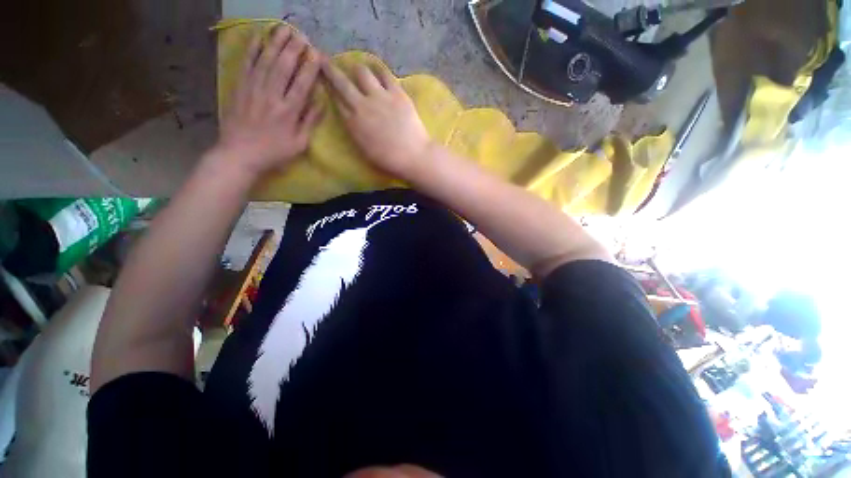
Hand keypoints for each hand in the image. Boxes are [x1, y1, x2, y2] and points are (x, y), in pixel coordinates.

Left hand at [215, 27, 323, 175]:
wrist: (240, 154)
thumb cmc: (274, 152)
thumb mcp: (299, 143)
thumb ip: (310, 121)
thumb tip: (321, 102)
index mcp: (289, 111)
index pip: (302, 84)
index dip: (310, 67)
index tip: (316, 53)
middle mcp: (272, 96)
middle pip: (284, 67)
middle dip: (293, 49)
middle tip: (301, 35)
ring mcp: (253, 89)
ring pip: (266, 61)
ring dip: (275, 44)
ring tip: (284, 29)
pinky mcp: (240, 88)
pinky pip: (246, 64)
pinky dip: (252, 50)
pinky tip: (258, 37)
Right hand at [322, 62, 431, 177]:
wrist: (413, 156)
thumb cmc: (389, 160)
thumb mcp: (365, 150)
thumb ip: (355, 131)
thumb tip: (350, 118)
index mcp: (353, 123)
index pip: (337, 101)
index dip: (329, 90)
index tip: (324, 81)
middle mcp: (362, 105)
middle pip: (342, 83)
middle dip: (330, 69)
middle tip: (324, 59)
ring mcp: (380, 97)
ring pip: (362, 72)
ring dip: (357, 69)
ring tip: (358, 68)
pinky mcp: (396, 93)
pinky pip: (385, 74)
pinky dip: (379, 70)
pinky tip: (377, 69)